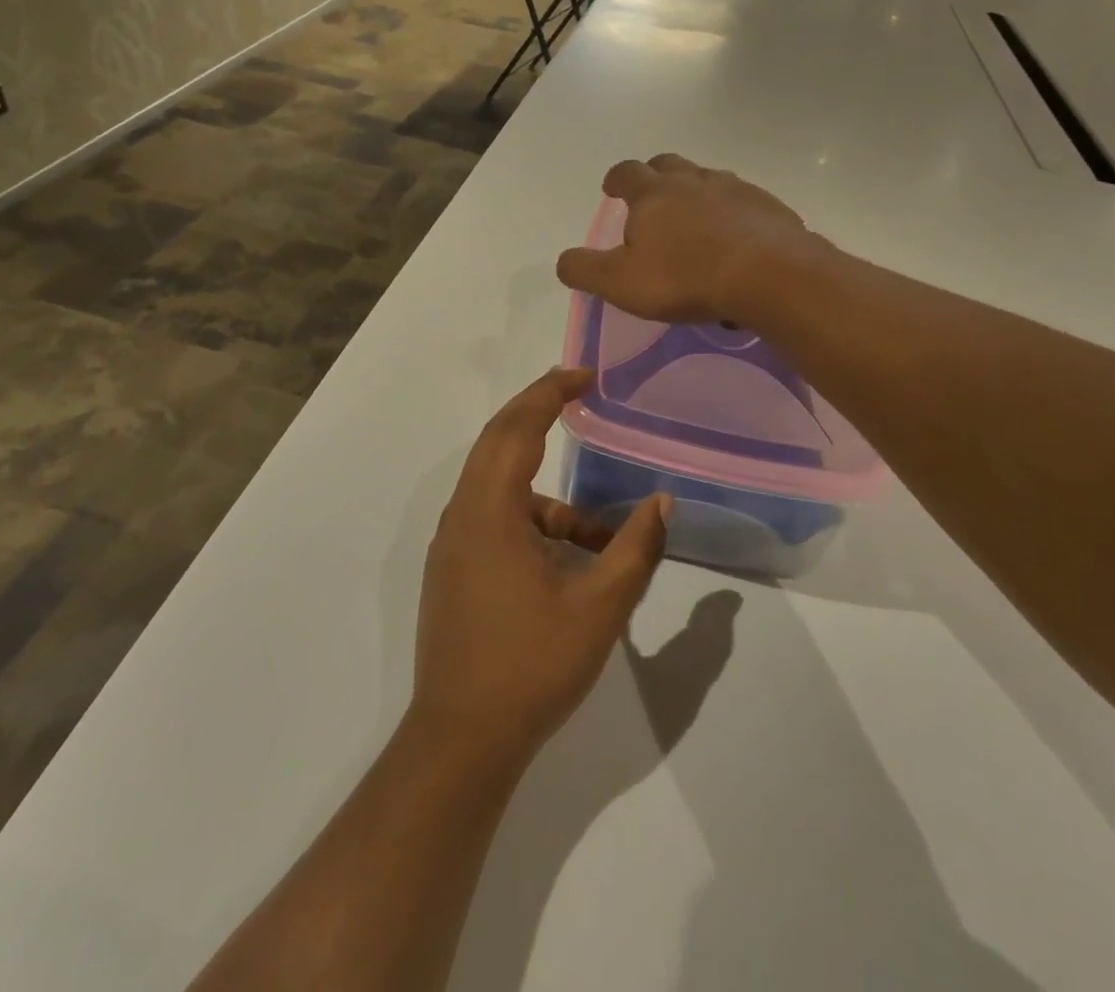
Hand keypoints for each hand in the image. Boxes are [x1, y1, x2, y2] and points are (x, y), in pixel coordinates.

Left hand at [412, 368, 670, 767]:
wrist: (462, 739)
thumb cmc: (531, 666)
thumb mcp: (599, 607)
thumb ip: (635, 549)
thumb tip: (662, 502)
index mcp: (489, 510)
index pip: (517, 427)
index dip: (550, 392)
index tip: (587, 374)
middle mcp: (463, 514)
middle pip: (498, 441)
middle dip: (539, 412)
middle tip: (582, 395)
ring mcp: (452, 543)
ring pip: (499, 486)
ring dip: (548, 492)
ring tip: (601, 534)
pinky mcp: (453, 568)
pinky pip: (493, 519)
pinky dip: (533, 521)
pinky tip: (569, 562)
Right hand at [555, 154, 815, 325]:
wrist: (768, 275)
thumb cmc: (684, 277)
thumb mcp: (620, 282)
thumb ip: (584, 270)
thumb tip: (564, 261)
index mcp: (653, 194)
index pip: (626, 173)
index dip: (616, 180)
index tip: (612, 189)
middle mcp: (693, 181)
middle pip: (668, 165)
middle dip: (655, 176)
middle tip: (651, 197)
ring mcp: (735, 189)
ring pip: (708, 180)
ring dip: (696, 193)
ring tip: (695, 221)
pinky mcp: (768, 207)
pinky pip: (743, 203)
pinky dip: (732, 214)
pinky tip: (735, 240)